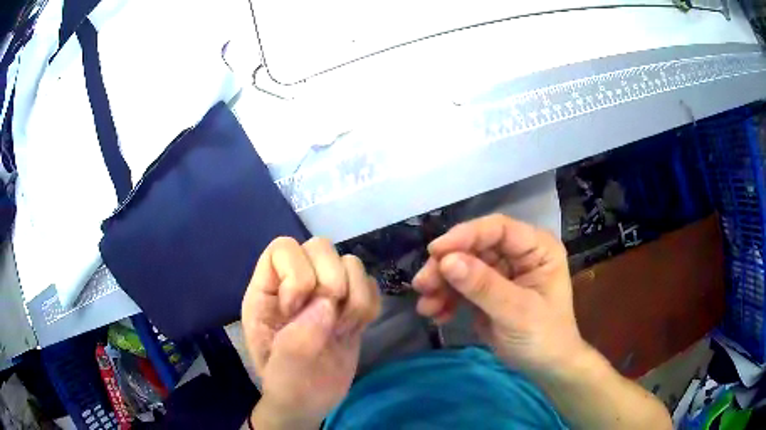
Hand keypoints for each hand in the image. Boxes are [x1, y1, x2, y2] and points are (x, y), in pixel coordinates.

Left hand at [241, 237, 380, 428]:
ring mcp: (326, 294)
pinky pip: (371, 285)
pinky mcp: (351, 306)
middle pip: (320, 246)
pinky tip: (356, 328)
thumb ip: (298, 337)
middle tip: (327, 320)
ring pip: (351, 263)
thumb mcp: (281, 368)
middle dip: (331, 282)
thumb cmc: (286, 386)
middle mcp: (297, 283)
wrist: (311, 403)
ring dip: (355, 297)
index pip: (283, 248)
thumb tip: (327, 303)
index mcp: (267, 291)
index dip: (297, 274)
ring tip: (342, 328)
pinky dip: (369, 305)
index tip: (296, 311)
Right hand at [413, 214, 585, 379]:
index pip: (499, 229)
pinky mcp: (487, 290)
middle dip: (446, 266)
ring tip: (426, 307)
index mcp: (537, 248)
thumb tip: (446, 261)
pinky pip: (461, 286)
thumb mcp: (517, 312)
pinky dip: (445, 298)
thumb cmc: (544, 338)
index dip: (466, 235)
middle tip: (423, 285)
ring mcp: (501, 272)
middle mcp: (518, 254)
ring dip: (441, 284)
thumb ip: (483, 286)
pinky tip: (436, 315)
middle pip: (474, 247)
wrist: (546, 368)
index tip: (435, 252)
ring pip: (463, 265)